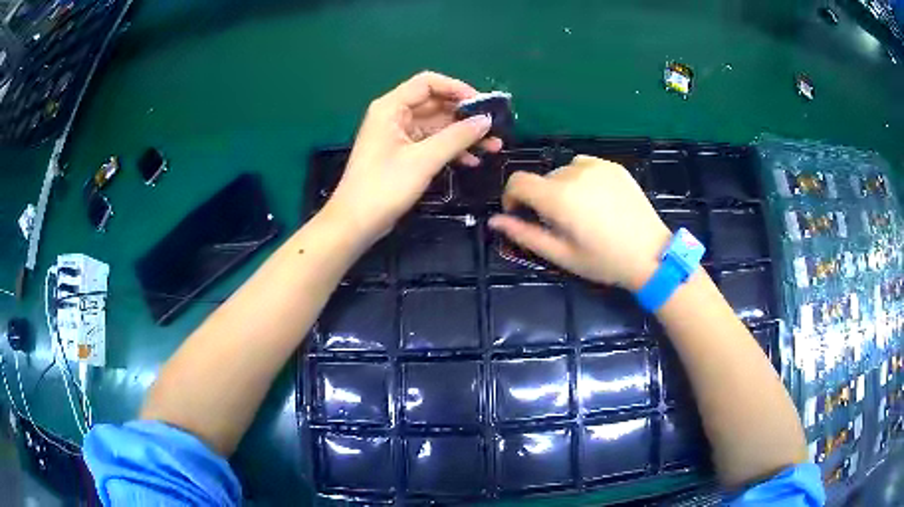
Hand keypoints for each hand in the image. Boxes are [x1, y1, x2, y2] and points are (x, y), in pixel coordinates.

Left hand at [323, 71, 502, 243]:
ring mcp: (399, 136)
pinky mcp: (403, 155)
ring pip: (437, 126)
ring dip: (463, 135)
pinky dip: (451, 149)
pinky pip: (432, 143)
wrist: (356, 223)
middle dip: (465, 116)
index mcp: (391, 107)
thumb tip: (486, 121)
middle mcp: (394, 116)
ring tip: (493, 147)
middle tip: (495, 128)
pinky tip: (472, 161)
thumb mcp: (424, 159)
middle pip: (435, 104)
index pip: (428, 83)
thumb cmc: (384, 187)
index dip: (457, 88)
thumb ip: (457, 137)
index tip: (483, 104)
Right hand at [489, 156, 671, 290]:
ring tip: (580, 211)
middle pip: (542, 178)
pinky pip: (585, 166)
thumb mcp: (560, 254)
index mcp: (558, 196)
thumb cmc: (603, 260)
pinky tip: (597, 200)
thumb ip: (524, 235)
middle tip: (559, 223)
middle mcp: (574, 172)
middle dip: (541, 198)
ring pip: (563, 171)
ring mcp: (597, 166)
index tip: (520, 214)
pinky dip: (582, 179)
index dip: (511, 197)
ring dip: (562, 187)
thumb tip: (494, 221)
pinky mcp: (613, 166)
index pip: (518, 181)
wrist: (651, 254)